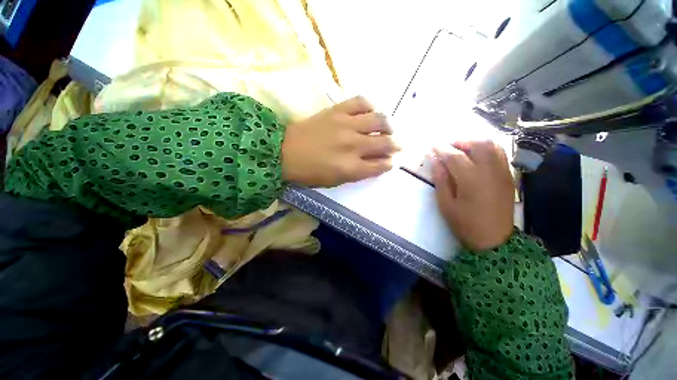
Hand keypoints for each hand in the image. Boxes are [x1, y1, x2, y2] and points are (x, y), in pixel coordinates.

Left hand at [281, 97, 398, 186]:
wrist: (285, 152)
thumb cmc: (310, 173)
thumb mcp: (335, 181)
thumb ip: (358, 173)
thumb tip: (376, 163)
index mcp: (351, 168)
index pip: (381, 165)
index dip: (390, 163)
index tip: (392, 161)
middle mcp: (353, 146)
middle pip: (385, 143)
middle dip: (396, 145)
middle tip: (398, 145)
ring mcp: (346, 125)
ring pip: (379, 121)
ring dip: (388, 125)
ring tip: (388, 128)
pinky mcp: (337, 111)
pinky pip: (361, 102)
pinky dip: (370, 106)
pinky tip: (370, 112)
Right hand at [432, 141, 513, 250]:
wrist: (494, 240)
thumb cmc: (465, 223)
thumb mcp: (446, 204)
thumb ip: (441, 180)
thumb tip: (435, 161)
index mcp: (470, 180)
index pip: (454, 156)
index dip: (441, 149)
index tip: (432, 146)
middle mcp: (489, 171)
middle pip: (478, 144)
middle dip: (461, 141)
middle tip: (449, 147)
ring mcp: (502, 172)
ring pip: (493, 145)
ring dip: (476, 143)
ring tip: (463, 149)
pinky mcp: (509, 176)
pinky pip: (501, 154)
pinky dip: (488, 149)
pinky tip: (478, 156)